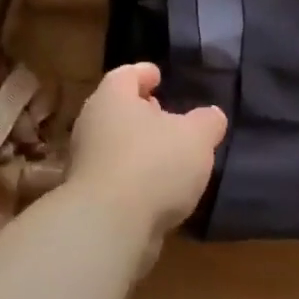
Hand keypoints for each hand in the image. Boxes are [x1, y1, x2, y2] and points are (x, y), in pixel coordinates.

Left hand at [69, 63, 226, 245]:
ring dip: (139, 147)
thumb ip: (207, 122)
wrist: (110, 225)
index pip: (126, 74)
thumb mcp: (196, 137)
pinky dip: (135, 176)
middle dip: (141, 112)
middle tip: (165, 113)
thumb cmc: (154, 164)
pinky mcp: (90, 197)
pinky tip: (157, 188)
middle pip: (117, 110)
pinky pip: (116, 176)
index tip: (159, 75)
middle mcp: (92, 125)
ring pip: (115, 145)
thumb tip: (211, 116)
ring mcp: (86, 163)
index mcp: (112, 99)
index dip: (144, 73)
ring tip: (168, 154)